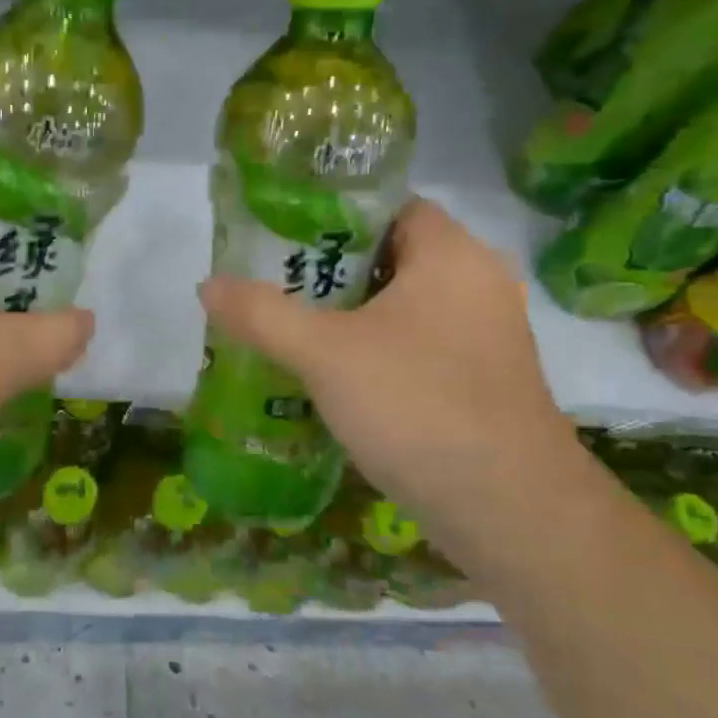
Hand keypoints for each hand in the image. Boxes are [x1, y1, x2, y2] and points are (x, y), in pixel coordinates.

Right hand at [198, 199, 582, 555]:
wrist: (509, 510)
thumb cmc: (417, 405)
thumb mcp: (324, 354)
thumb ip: (261, 314)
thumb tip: (207, 285)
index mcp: (451, 256)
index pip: (390, 207)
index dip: (335, 216)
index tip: (283, 239)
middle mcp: (479, 285)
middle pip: (392, 257)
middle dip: (331, 272)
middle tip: (275, 288)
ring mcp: (487, 337)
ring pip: (404, 308)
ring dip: (352, 317)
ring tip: (292, 331)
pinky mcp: (485, 382)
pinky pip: (420, 347)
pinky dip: (378, 352)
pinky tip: (335, 379)